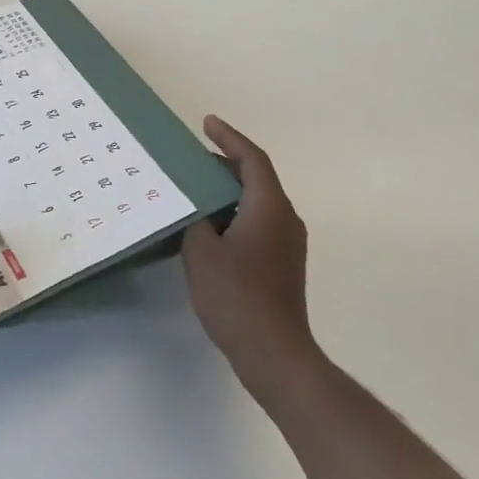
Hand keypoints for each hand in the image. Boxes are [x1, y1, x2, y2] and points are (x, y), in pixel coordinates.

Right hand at [182, 116, 317, 400]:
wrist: (275, 354)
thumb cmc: (236, 296)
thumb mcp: (201, 251)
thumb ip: (195, 219)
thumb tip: (196, 208)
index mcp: (269, 207)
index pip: (252, 159)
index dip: (229, 137)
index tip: (206, 123)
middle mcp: (285, 218)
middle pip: (256, 177)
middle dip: (224, 163)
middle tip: (191, 158)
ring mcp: (287, 244)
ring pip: (256, 201)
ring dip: (228, 190)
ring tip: (194, 188)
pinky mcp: (283, 264)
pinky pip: (257, 221)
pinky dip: (233, 212)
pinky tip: (208, 226)